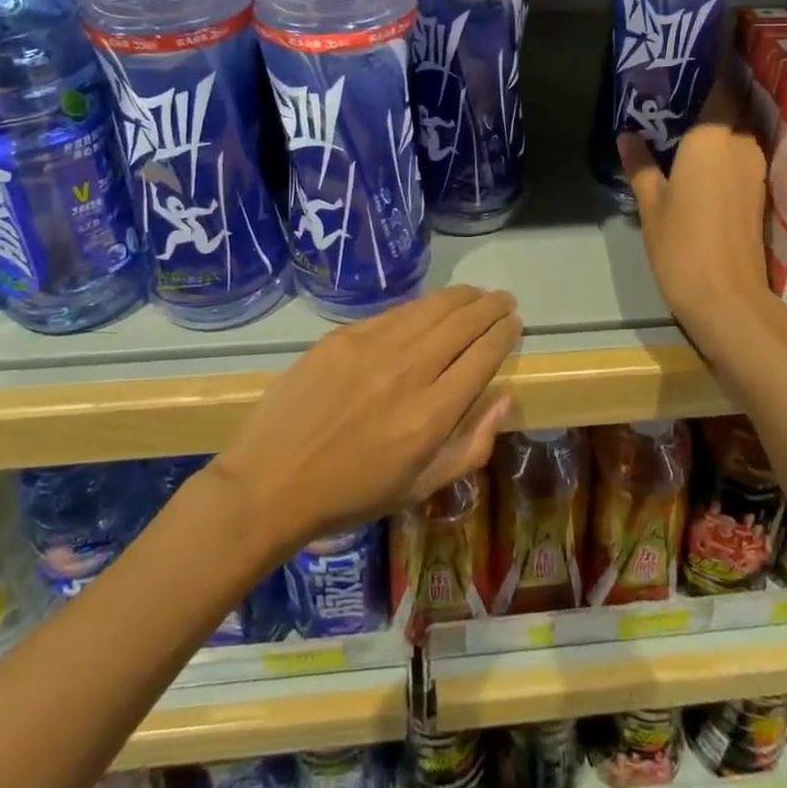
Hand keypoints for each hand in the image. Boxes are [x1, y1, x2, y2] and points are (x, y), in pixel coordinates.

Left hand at [212, 286, 520, 552]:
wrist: (272, 482)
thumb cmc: (352, 494)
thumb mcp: (420, 487)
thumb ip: (470, 445)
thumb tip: (504, 397)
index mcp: (430, 416)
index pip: (482, 358)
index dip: (503, 335)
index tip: (514, 323)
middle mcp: (408, 373)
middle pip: (462, 324)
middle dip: (490, 307)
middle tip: (504, 300)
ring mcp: (372, 349)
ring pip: (430, 309)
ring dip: (461, 297)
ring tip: (476, 293)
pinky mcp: (343, 338)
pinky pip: (394, 313)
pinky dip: (421, 305)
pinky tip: (431, 305)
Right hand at [618, 83, 778, 349]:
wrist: (727, 297)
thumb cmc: (681, 244)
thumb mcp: (651, 204)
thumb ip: (641, 164)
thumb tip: (627, 136)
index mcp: (712, 139)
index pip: (717, 89)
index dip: (705, 73)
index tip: (685, 64)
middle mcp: (740, 146)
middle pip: (729, 110)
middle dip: (707, 100)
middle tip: (674, 99)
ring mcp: (755, 170)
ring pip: (736, 134)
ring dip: (715, 127)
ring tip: (681, 127)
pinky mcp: (759, 193)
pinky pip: (740, 157)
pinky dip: (723, 151)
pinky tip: (698, 161)